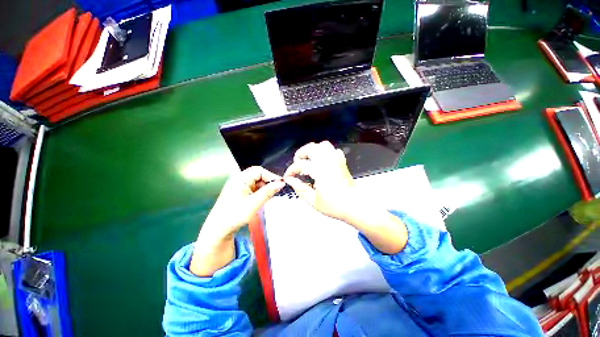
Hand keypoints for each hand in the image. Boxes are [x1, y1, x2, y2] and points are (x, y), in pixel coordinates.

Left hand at [191, 167, 284, 275]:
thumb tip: (281, 183)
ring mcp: (239, 185)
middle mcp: (239, 179)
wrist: (218, 229)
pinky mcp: (240, 192)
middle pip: (258, 174)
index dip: (271, 176)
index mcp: (240, 179)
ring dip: (265, 186)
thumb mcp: (254, 203)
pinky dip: (260, 191)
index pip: (259, 171)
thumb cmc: (234, 215)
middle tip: (277, 189)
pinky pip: (253, 187)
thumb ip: (268, 192)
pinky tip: (264, 197)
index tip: (280, 184)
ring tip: (272, 194)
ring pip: (256, 181)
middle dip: (268, 181)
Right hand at [284, 141, 407, 253]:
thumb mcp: (313, 200)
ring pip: (323, 145)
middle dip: (301, 154)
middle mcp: (328, 162)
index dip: (291, 170)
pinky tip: (321, 161)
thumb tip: (290, 180)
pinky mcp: (342, 162)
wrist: (355, 205)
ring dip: (313, 150)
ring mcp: (336, 160)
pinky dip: (324, 152)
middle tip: (297, 164)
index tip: (288, 176)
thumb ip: (300, 188)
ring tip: (308, 160)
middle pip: (311, 148)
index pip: (301, 165)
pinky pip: (332, 150)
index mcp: (320, 171)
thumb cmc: (335, 205)